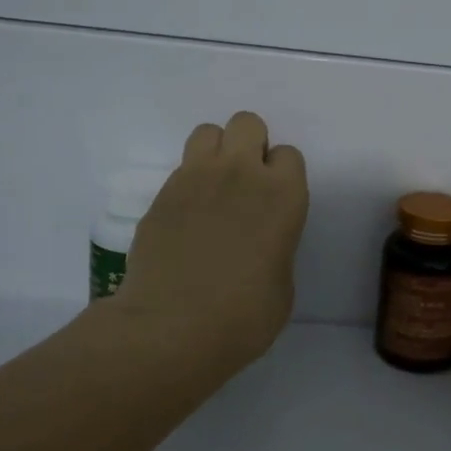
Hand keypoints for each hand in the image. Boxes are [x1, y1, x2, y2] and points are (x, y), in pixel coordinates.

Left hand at [109, 111, 309, 372]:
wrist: (172, 327)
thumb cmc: (243, 316)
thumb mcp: (282, 283)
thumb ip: (277, 246)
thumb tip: (261, 243)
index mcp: (282, 195)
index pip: (289, 154)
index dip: (283, 175)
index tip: (275, 201)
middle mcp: (241, 173)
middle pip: (247, 123)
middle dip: (250, 145)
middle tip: (245, 184)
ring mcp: (195, 178)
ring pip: (208, 132)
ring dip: (216, 153)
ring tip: (213, 189)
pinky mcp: (161, 194)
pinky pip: (180, 168)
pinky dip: (188, 183)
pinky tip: (187, 217)